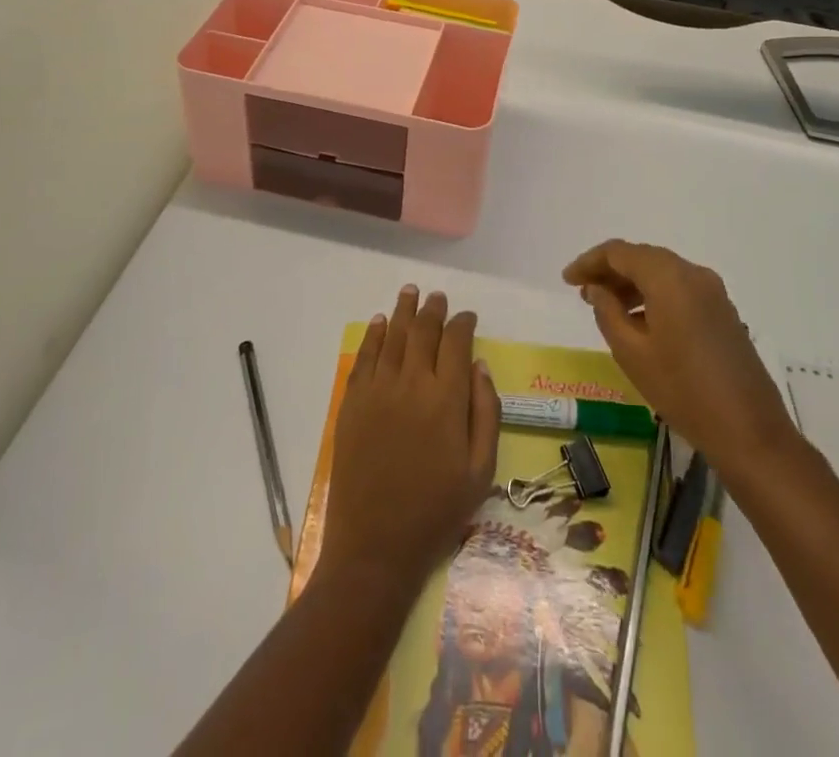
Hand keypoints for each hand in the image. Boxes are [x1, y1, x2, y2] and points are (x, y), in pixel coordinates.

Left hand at [319, 286, 500, 596]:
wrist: (375, 546)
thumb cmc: (436, 511)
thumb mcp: (481, 470)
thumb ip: (485, 412)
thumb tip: (480, 366)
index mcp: (446, 398)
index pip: (456, 342)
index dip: (463, 324)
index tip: (468, 317)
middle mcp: (411, 383)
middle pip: (423, 331)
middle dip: (434, 310)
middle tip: (438, 298)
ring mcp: (378, 390)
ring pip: (392, 335)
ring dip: (403, 311)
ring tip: (410, 292)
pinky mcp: (353, 402)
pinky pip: (365, 357)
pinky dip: (373, 335)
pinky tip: (379, 323)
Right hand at [562, 240, 793, 470]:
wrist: (749, 432)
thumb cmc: (682, 390)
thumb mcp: (632, 352)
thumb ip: (608, 312)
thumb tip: (597, 289)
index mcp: (669, 277)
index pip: (620, 252)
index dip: (589, 262)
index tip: (567, 280)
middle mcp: (693, 273)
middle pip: (642, 257)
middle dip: (610, 271)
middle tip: (583, 293)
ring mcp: (713, 292)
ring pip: (662, 272)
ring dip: (632, 283)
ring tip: (606, 307)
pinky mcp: (723, 311)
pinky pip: (680, 288)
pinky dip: (654, 294)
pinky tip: (640, 320)